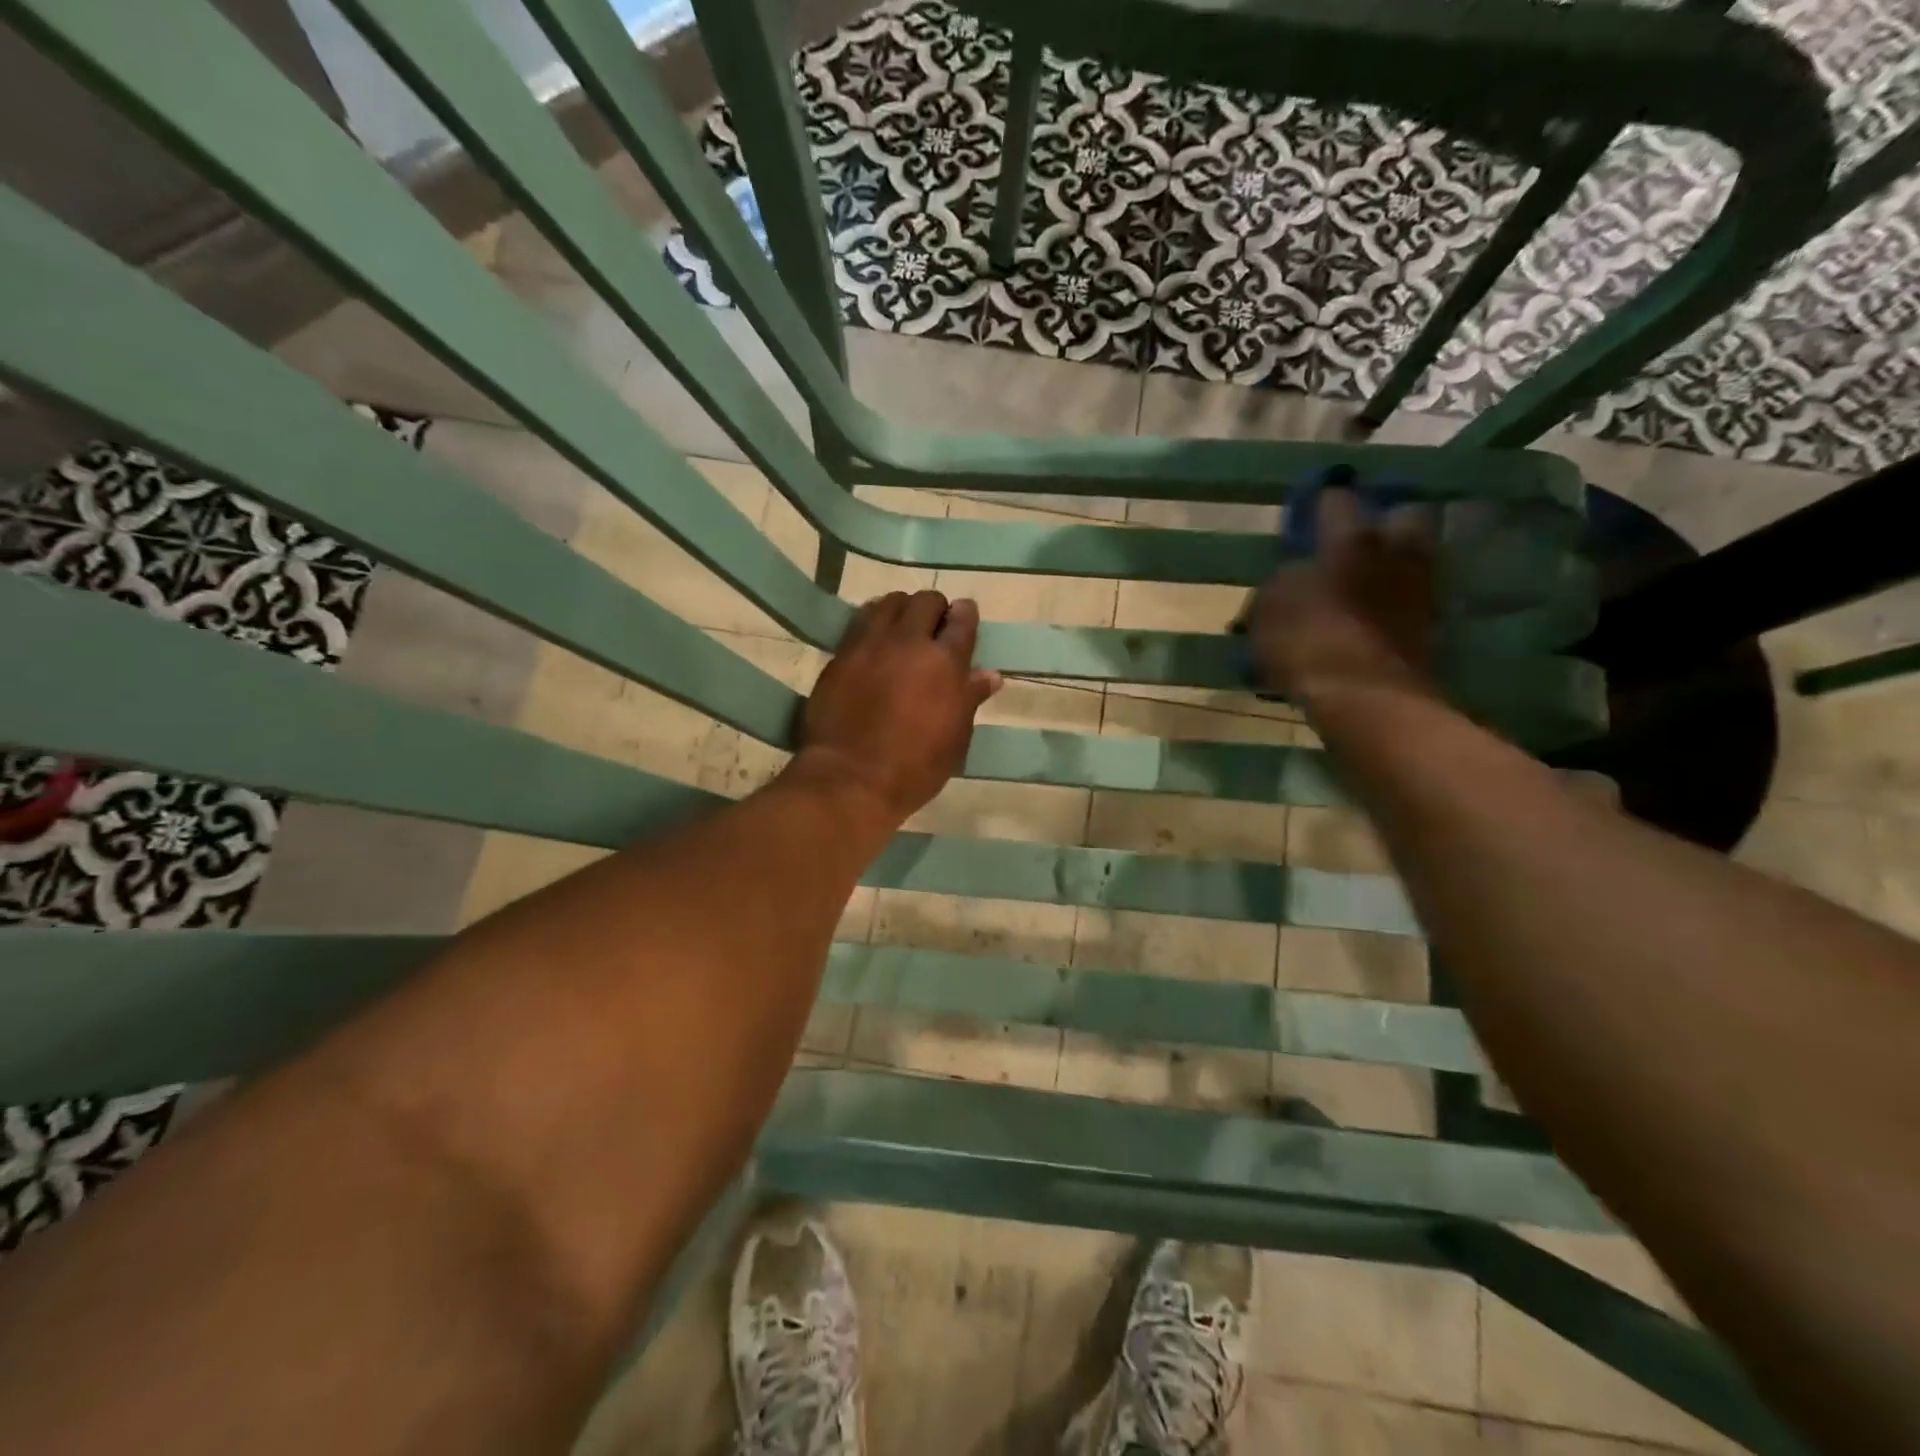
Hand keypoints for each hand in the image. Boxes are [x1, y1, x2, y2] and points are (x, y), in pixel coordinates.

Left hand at [792, 590, 1002, 823]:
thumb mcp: (955, 738)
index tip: (963, 619)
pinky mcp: (841, 654)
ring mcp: (871, 644)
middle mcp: (909, 641)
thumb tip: (990, 674)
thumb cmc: (915, 766)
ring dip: (901, 610)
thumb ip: (970, 698)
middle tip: (933, 629)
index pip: (962, 619)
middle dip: (934, 609)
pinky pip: (861, 622)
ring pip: (890, 603)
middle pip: (925, 601)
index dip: (965, 614)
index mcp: (946, 661)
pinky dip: (873, 623)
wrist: (851, 778)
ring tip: (901, 631)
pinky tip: (875, 642)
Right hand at [1249, 486, 1439, 703]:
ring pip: (1416, 557)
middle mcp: (1394, 552)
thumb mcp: (1268, 612)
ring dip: (1396, 562)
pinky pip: (1417, 598)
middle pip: (1405, 515)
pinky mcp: (1434, 626)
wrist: (1366, 698)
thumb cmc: (1308, 644)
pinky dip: (1400, 601)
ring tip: (1369, 580)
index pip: (1337, 500)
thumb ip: (1279, 584)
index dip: (1322, 502)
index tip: (1311, 510)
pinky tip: (1378, 615)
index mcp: (1350, 540)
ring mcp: (1420, 589)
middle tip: (1358, 540)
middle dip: (1385, 522)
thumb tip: (1289, 578)